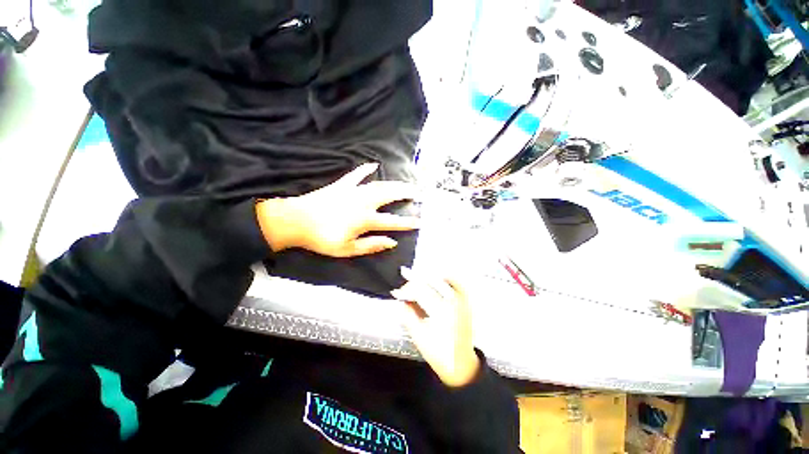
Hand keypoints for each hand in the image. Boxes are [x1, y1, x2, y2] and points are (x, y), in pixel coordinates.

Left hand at [256, 163, 419, 257]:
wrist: (296, 221)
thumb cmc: (322, 239)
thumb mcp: (347, 249)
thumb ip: (371, 245)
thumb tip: (392, 242)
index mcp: (364, 220)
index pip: (392, 221)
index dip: (407, 222)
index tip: (420, 221)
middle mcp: (362, 202)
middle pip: (389, 195)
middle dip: (405, 193)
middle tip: (417, 193)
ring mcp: (352, 191)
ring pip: (378, 185)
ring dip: (393, 183)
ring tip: (404, 184)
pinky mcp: (341, 185)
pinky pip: (356, 175)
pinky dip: (365, 169)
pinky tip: (373, 164)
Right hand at [391, 268, 479, 387]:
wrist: (462, 365)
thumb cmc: (440, 354)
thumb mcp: (419, 337)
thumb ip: (408, 316)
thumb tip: (400, 301)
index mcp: (442, 311)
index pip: (420, 291)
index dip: (406, 290)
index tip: (396, 293)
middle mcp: (454, 301)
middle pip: (430, 282)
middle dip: (414, 281)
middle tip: (404, 285)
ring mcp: (462, 300)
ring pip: (442, 279)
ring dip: (428, 277)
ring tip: (416, 280)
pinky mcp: (466, 302)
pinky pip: (456, 282)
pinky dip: (445, 278)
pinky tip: (436, 279)